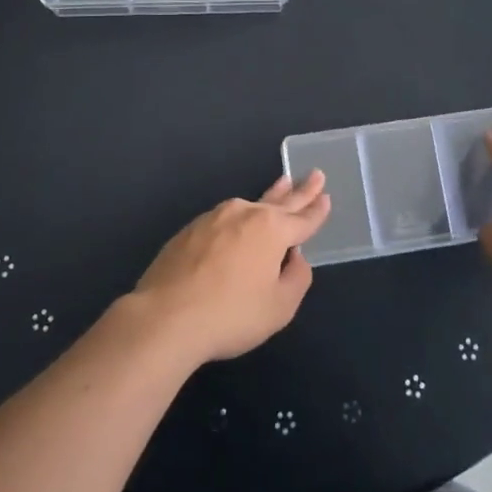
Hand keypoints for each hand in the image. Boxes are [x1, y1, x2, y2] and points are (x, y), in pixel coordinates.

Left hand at [131, 173, 330, 365]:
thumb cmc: (230, 315)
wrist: (166, 317)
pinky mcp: (190, 229)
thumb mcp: (279, 307)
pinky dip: (238, 220)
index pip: (302, 219)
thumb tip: (294, 258)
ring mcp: (214, 218)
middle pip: (279, 201)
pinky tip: (238, 226)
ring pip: (249, 206)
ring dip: (268, 198)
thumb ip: (296, 279)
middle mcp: (244, 214)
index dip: (317, 210)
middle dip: (299, 189)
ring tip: (280, 187)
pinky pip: (224, 220)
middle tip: (314, 174)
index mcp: (271, 230)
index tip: (326, 196)